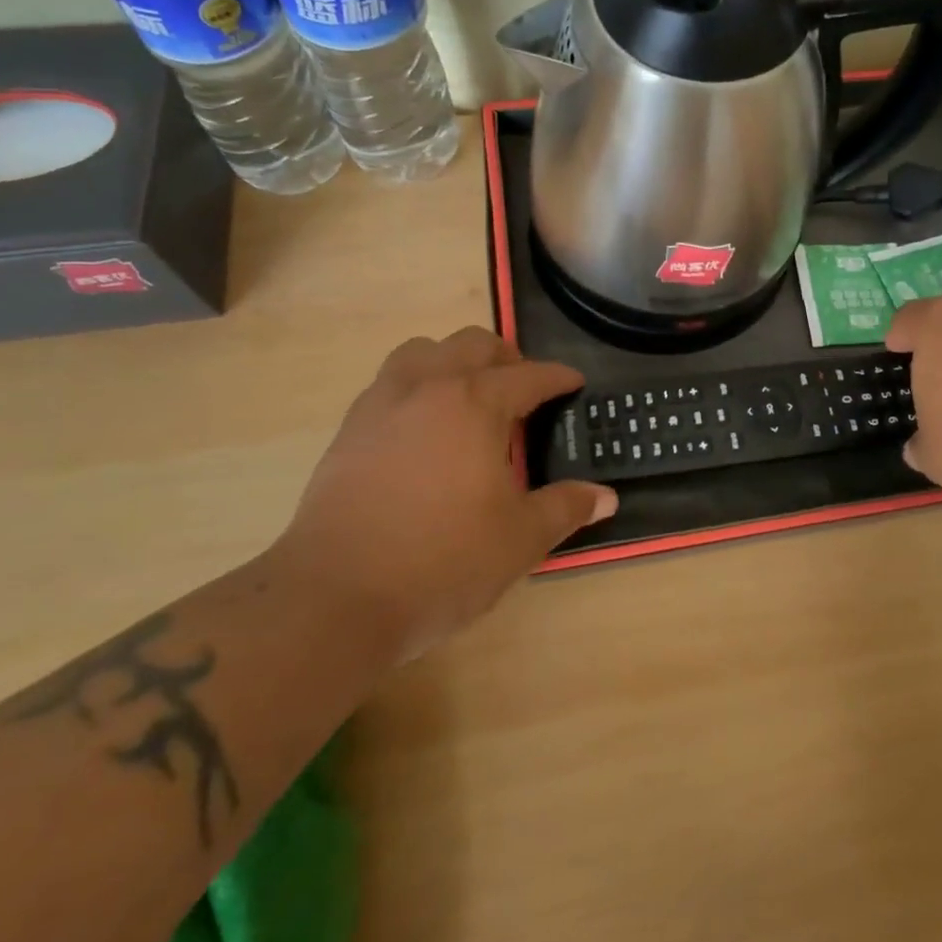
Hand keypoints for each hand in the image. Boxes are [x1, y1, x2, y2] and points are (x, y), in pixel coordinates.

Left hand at [277, 327, 614, 659]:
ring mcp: (382, 404)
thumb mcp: (520, 539)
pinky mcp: (349, 429)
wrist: (335, 597)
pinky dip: (416, 385)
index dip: (557, 378)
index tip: (573, 383)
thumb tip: (606, 498)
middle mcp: (428, 388)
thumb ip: (566, 508)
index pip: (529, 376)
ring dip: (453, 360)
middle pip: (472, 344)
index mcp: (475, 403)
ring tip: (469, 396)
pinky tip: (423, 427)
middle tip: (523, 390)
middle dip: (506, 358)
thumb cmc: (442, 562)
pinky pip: (389, 382)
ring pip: (423, 351)